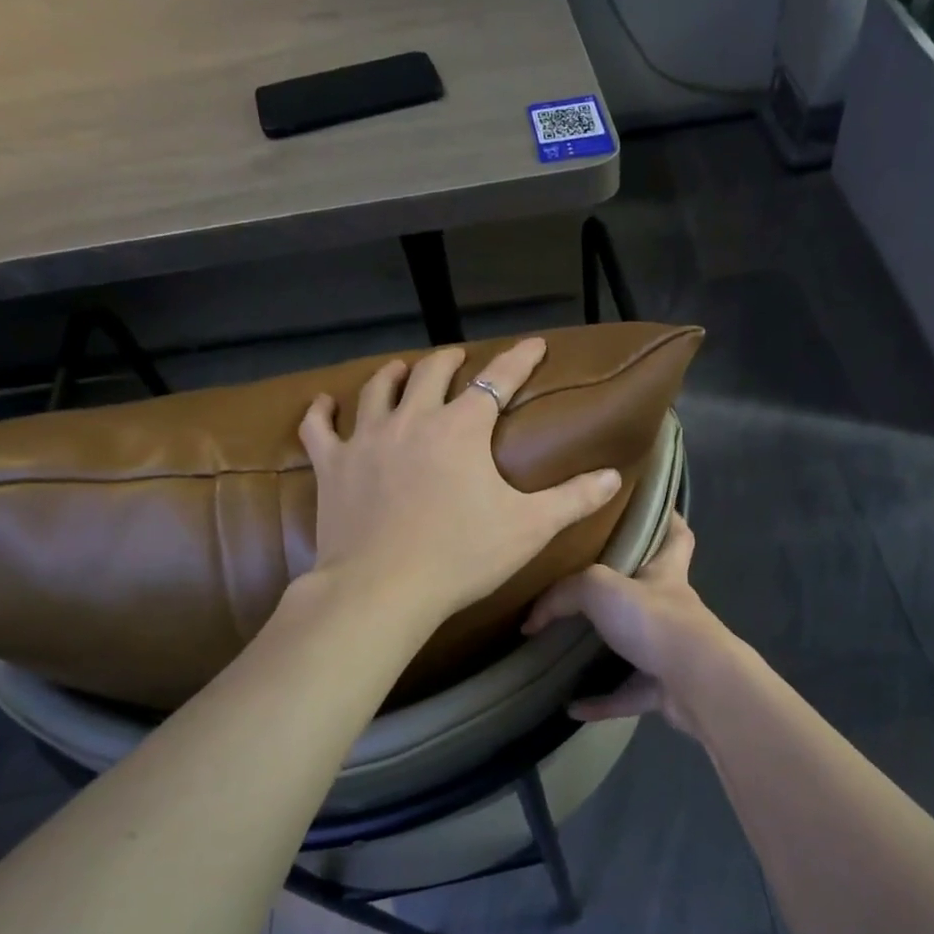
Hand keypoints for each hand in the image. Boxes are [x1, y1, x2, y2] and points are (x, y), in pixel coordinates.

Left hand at [299, 338, 623, 627]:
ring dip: (393, 374)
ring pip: (377, 390)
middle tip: (459, 359)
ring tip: (401, 369)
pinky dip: (320, 412)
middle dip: (450, 360)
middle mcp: (413, 419)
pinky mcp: (332, 466)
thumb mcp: (530, 528)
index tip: (533, 344)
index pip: (498, 380)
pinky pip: (319, 428)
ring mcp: (366, 439)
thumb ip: (573, 499)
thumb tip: (614, 476)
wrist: (382, 590)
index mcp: (461, 428)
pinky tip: (323, 404)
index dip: (519, 359)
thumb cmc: (461, 556)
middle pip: (431, 373)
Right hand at [522, 513, 732, 738]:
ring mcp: (672, 651)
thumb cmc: (654, 619)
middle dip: (626, 587)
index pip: (677, 535)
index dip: (668, 518)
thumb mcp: (600, 587)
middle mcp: (672, 608)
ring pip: (638, 644)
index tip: (649, 507)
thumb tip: (532, 618)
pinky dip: (602, 700)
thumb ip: (564, 594)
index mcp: (665, 573)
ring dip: (609, 649)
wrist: (696, 682)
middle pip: (653, 588)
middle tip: (586, 584)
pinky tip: (572, 706)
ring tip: (572, 648)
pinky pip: (628, 694)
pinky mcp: (666, 689)